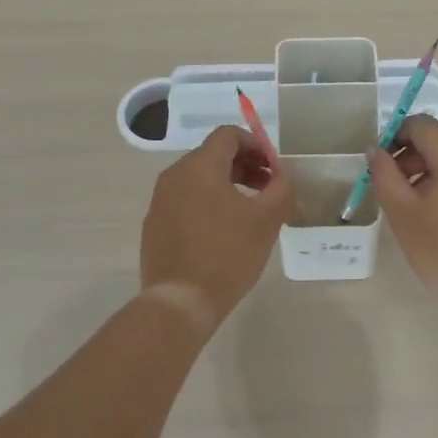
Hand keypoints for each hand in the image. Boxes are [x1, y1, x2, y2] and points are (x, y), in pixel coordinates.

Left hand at [139, 125, 292, 328]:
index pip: (228, 135)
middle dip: (246, 168)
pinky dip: (208, 206)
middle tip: (269, 192)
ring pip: (199, 181)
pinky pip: (185, 203)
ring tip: (250, 215)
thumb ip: (282, 189)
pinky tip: (223, 235)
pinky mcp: (154, 226)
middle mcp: (174, 176)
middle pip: (213, 156)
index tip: (274, 170)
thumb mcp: (266, 220)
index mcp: (199, 166)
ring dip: (228, 187)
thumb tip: (283, 176)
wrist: (179, 302)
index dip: (256, 145)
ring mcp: (160, 202)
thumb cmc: (226, 254)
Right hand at [368, 115, 437, 313]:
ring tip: (410, 210)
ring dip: (425, 174)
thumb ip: (384, 175)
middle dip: (408, 159)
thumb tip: (375, 149)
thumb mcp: (404, 214)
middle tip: (390, 192)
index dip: (393, 137)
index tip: (379, 166)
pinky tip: (436, 219)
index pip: (420, 124)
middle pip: (437, 141)